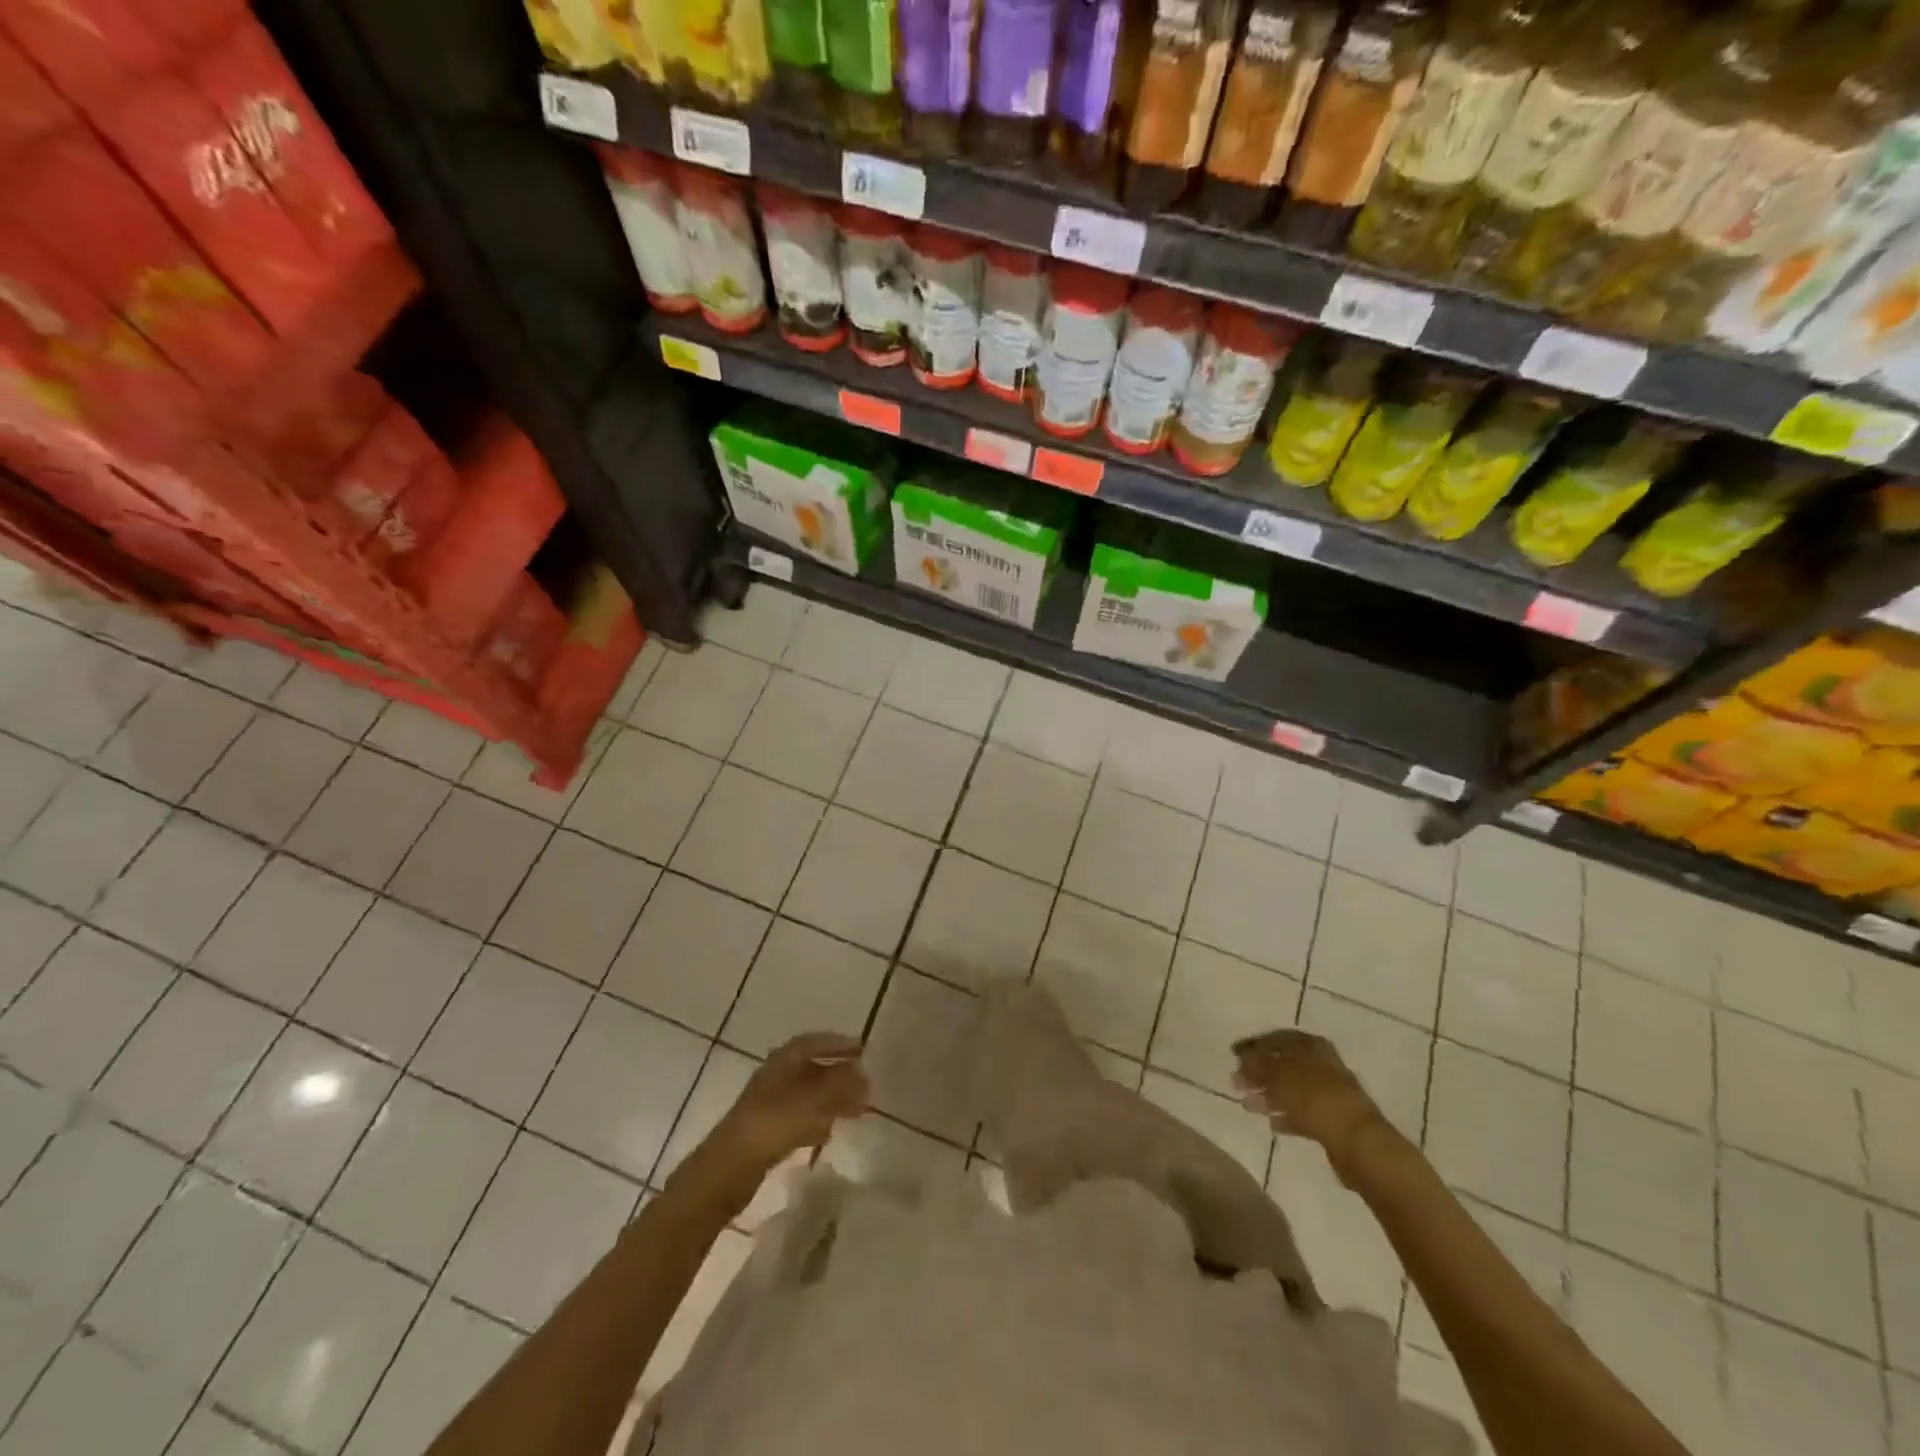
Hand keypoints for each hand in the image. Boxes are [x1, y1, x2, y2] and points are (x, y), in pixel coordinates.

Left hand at [711, 1032, 869, 1170]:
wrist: (731, 1166)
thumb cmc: (775, 1121)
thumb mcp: (816, 1096)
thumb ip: (843, 1082)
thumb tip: (863, 1073)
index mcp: (784, 1059)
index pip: (815, 1042)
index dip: (839, 1044)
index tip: (862, 1050)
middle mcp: (776, 1076)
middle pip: (813, 1068)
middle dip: (839, 1075)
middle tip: (864, 1083)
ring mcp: (770, 1104)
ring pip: (808, 1095)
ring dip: (832, 1099)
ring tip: (855, 1110)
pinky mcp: (767, 1131)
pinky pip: (799, 1119)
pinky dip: (816, 1121)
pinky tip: (828, 1133)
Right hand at [1231, 1029, 1390, 1181]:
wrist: (1360, 1144)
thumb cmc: (1316, 1099)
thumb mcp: (1280, 1075)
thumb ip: (1259, 1065)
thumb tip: (1243, 1061)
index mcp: (1312, 1047)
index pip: (1277, 1038)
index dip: (1254, 1046)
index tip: (1233, 1055)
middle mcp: (1323, 1065)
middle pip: (1284, 1064)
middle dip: (1259, 1072)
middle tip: (1236, 1080)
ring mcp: (1330, 1094)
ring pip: (1291, 1089)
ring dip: (1269, 1095)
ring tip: (1247, 1104)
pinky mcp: (1333, 1121)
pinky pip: (1302, 1113)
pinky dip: (1285, 1115)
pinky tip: (1270, 1122)